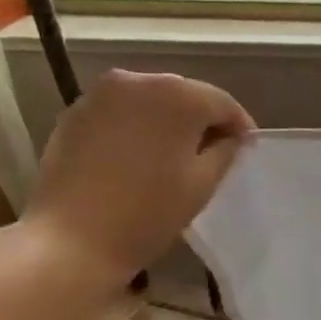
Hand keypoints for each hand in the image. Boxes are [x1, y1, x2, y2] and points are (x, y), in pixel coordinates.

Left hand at [21, 70, 253, 285]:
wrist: (73, 238)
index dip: (240, 126)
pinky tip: (141, 158)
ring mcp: (101, 94)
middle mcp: (138, 81)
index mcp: (177, 95)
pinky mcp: (76, 113)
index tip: (247, 149)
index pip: (222, 103)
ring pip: (151, 102)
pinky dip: (138, 128)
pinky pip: (122, 113)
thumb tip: (233, 137)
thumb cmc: (149, 212)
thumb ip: (226, 151)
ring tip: (177, 156)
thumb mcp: (203, 183)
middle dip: (202, 121)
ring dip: (169, 123)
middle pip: (185, 96)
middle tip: (215, 153)